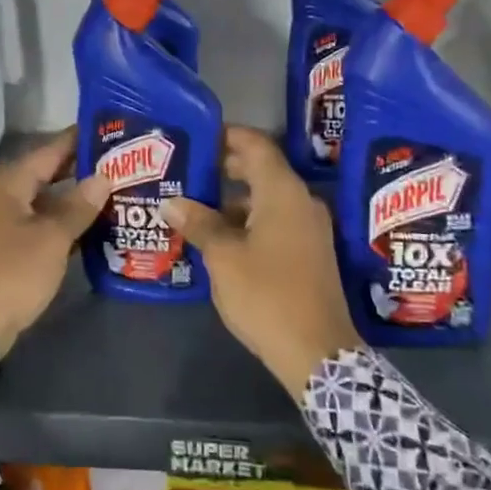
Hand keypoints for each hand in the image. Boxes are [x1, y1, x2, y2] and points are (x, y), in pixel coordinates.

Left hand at [0, 128, 110, 357]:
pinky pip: (39, 223)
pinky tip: (92, 226)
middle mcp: (2, 194)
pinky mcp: (6, 246)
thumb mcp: (52, 239)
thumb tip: (103, 177)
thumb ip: (78, 207)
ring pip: (45, 200)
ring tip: (114, 191)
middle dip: (82, 169)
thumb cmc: (12, 272)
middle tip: (121, 163)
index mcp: (9, 183)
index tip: (110, 128)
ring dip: (74, 199)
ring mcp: (2, 221)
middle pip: (48, 173)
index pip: (51, 150)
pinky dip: (62, 223)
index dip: (79, 139)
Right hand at [162, 127, 361, 399]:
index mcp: (283, 193)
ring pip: (267, 198)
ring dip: (233, 199)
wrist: (318, 353)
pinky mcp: (310, 252)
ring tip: (194, 206)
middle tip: (188, 170)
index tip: (197, 135)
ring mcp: (310, 228)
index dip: (227, 135)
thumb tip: (171, 202)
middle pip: (261, 170)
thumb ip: (198, 223)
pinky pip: (276, 221)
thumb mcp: (223, 257)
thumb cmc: (267, 295)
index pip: (255, 145)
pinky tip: (219, 237)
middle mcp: (301, 202)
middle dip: (224, 168)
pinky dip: (248, 220)